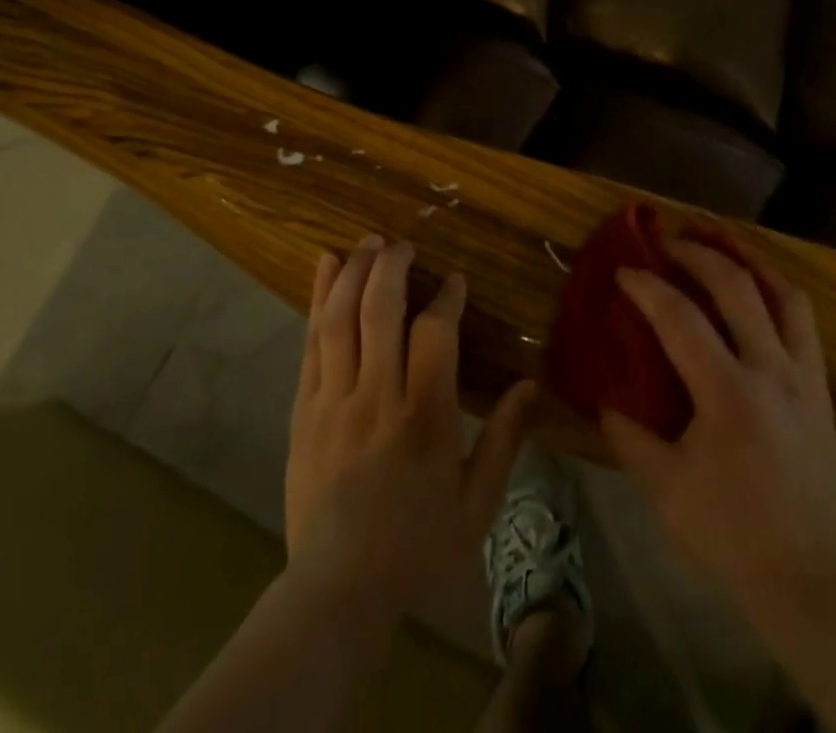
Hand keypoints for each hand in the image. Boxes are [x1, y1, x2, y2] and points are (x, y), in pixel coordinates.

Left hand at [284, 235, 535, 615]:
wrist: (337, 593)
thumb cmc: (417, 547)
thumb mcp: (477, 503)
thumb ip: (505, 439)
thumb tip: (531, 384)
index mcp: (424, 418)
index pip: (435, 334)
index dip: (447, 298)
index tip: (455, 280)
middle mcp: (376, 398)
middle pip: (380, 311)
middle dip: (392, 266)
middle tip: (404, 243)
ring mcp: (333, 401)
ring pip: (340, 318)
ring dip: (355, 272)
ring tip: (368, 242)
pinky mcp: (303, 409)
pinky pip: (310, 342)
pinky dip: (318, 299)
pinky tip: (326, 266)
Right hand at [600, 236, 835, 614]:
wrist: (808, 578)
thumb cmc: (730, 533)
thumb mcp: (664, 489)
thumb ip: (628, 435)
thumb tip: (603, 396)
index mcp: (729, 394)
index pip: (680, 318)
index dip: (647, 286)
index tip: (623, 270)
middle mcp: (771, 370)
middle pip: (736, 285)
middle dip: (696, 252)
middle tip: (665, 240)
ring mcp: (803, 374)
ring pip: (783, 291)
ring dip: (747, 256)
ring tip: (718, 237)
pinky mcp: (820, 385)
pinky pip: (802, 318)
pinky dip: (776, 287)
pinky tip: (756, 284)